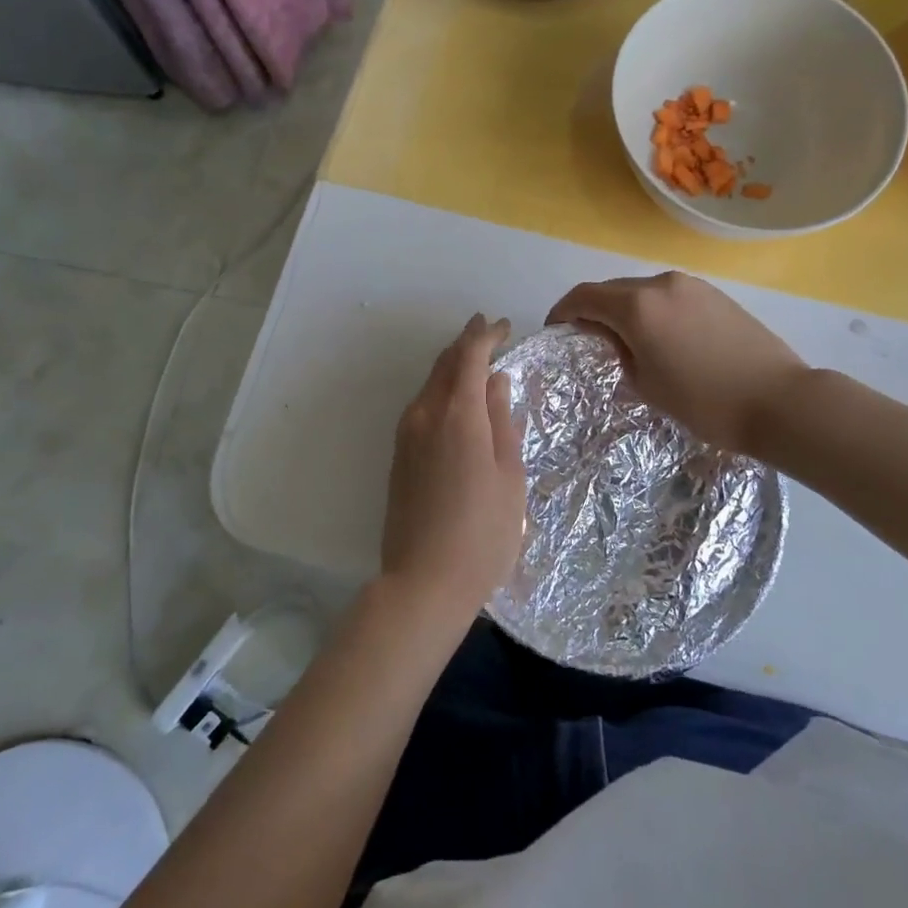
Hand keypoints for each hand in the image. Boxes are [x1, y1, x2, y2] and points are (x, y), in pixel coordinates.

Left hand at [380, 314, 526, 630]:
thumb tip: (496, 381)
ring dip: (452, 366)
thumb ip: (501, 421)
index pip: (469, 356)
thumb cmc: (483, 531)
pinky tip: (456, 400)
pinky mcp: (399, 455)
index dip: (487, 335)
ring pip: (430, 384)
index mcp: (457, 415)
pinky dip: (441, 389)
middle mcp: (425, 415)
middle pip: (444, 364)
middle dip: (467, 343)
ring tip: (476, 361)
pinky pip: (421, 405)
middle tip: (490, 331)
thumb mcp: (508, 475)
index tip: (506, 326)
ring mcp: (406, 435)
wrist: (424, 581)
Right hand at [548, 272, 806, 453]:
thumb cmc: (705, 402)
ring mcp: (692, 286)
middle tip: (587, 339)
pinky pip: (669, 296)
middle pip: (612, 289)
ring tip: (625, 341)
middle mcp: (661, 284)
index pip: (584, 297)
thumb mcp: (647, 384)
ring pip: (642, 290)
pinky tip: (661, 337)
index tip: (555, 330)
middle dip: (593, 310)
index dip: (563, 311)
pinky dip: (653, 310)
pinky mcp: (715, 294)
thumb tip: (612, 337)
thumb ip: (619, 352)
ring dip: (625, 309)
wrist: (780, 400)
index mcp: (638, 306)